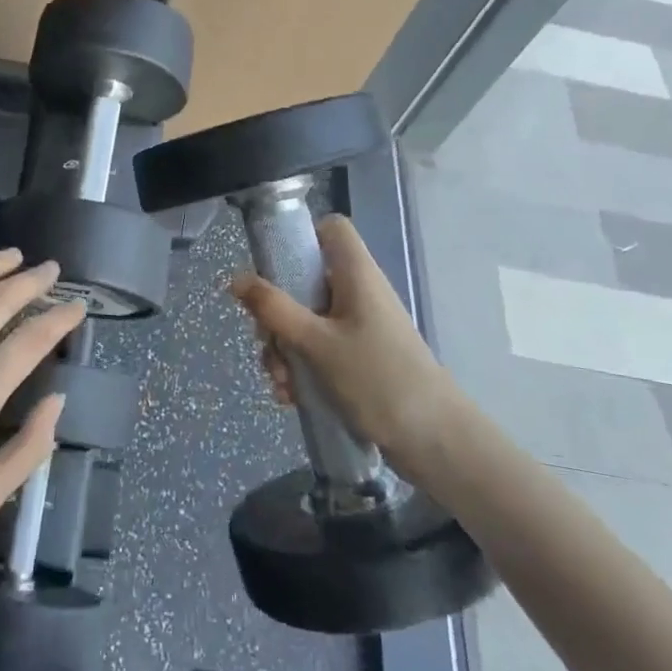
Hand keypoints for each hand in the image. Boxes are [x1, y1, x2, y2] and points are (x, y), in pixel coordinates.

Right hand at [229, 214, 460, 467]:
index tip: (273, 267)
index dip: (301, 238)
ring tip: (282, 383)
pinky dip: (302, 368)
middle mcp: (358, 293)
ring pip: (306, 320)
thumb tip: (236, 278)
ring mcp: (359, 327)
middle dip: (277, 315)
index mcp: (355, 274)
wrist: (434, 441)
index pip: (331, 229)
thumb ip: (274, 309)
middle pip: (305, 281)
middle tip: (268, 341)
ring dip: (284, 349)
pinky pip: (319, 350)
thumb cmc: (377, 379)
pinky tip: (292, 397)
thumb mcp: (316, 343)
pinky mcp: (360, 358)